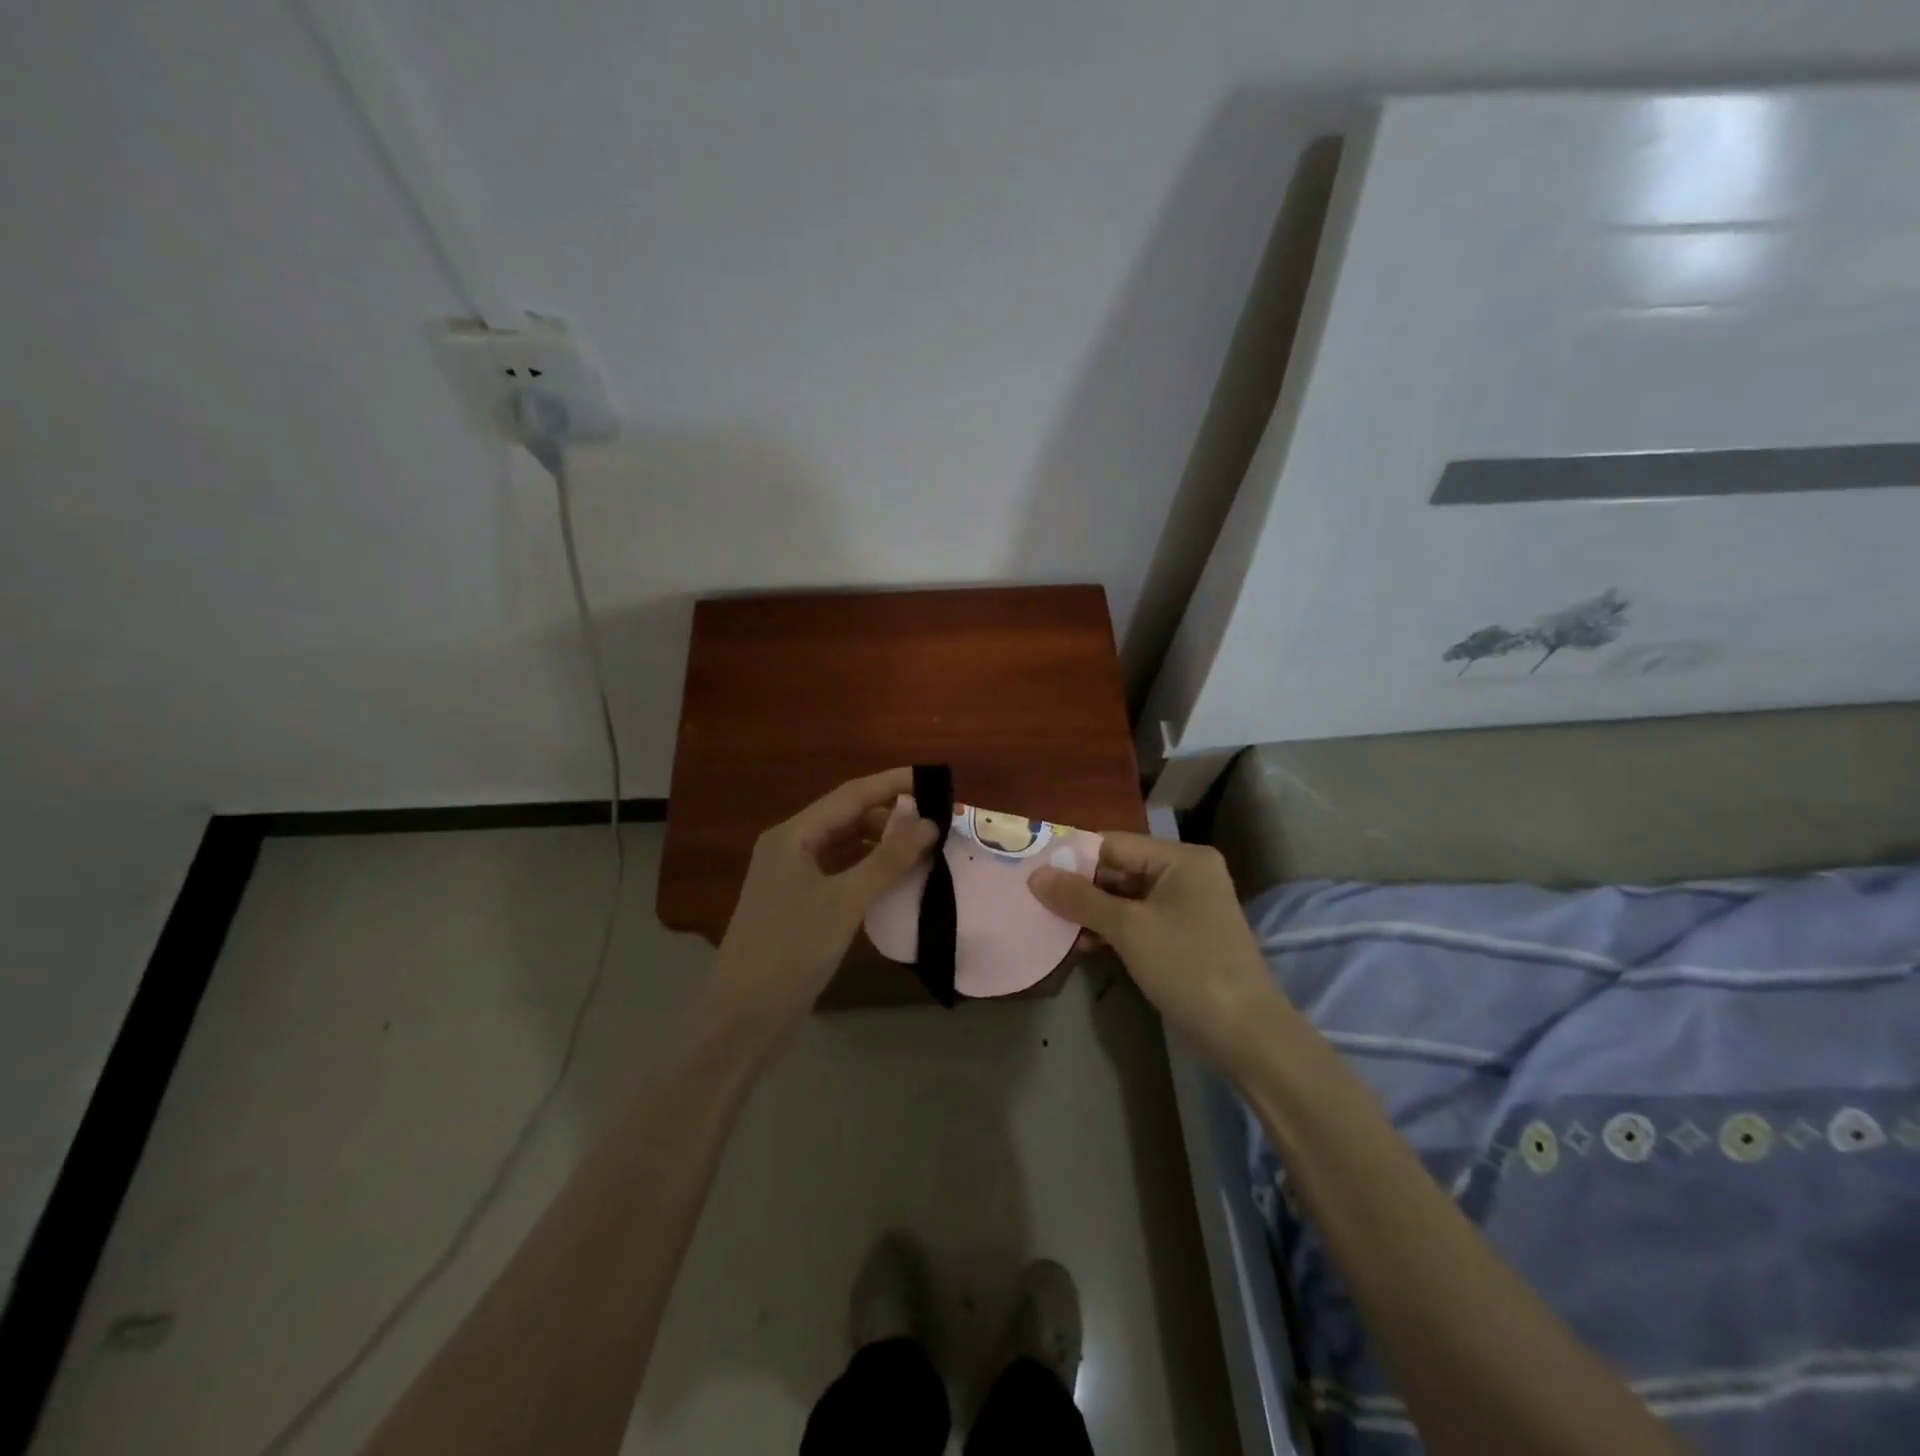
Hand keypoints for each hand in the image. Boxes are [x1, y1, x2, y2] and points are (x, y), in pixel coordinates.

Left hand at [707, 768, 937, 1044]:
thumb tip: (929, 823)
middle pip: (847, 817)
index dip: (893, 784)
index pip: (851, 794)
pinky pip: (840, 872)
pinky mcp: (799, 904)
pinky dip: (869, 869)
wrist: (744, 1018)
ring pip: (844, 846)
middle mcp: (790, 847)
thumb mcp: (845, 901)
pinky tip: (895, 878)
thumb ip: (888, 860)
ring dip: (881, 843)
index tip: (934, 780)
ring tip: (923, 848)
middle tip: (936, 822)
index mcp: (793, 835)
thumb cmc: (792, 950)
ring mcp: (792, 877)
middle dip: (890, 816)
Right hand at [1029, 833, 1280, 1071]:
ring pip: (1126, 897)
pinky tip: (1083, 944)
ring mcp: (1187, 905)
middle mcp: (1186, 873)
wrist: (1246, 1034)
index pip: (1113, 844)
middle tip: (1037, 901)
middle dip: (1080, 888)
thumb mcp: (1129, 929)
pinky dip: (1112, 929)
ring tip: (1054, 926)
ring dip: (1092, 912)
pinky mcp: (1183, 935)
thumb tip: (1035, 875)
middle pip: (1119, 869)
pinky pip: (1139, 920)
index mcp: (1180, 858)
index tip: (1032, 871)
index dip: (1072, 857)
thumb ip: (1080, 898)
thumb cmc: (1187, 967)